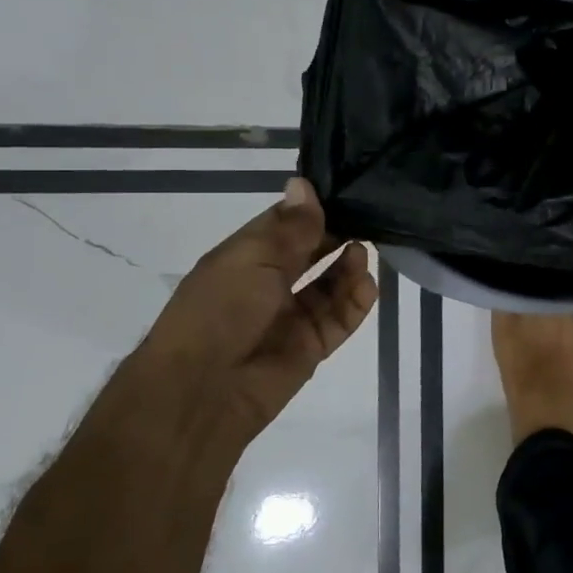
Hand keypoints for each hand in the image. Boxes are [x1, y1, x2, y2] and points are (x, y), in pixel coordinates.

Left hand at [138, 178, 377, 444]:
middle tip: (367, 220)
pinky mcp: (310, 347)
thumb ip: (289, 227)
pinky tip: (369, 284)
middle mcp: (268, 284)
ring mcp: (290, 317)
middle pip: (311, 254)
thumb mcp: (253, 258)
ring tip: (364, 252)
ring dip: (348, 267)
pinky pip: (340, 320)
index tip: (344, 192)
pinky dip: (355, 302)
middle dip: (336, 237)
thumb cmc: (220, 310)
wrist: (204, 390)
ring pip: (329, 286)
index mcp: (245, 258)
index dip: (311, 210)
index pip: (284, 226)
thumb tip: (303, 183)